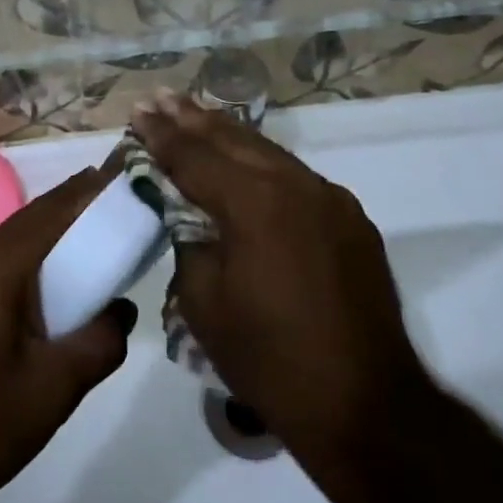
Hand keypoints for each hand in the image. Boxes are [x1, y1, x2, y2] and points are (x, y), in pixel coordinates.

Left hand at [0, 168, 136, 502]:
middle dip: (88, 211)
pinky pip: (10, 265)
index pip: (62, 205)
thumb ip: (99, 343)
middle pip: (44, 216)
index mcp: (1, 259)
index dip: (102, 189)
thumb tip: (120, 310)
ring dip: (66, 241)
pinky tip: (65, 296)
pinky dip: (44, 266)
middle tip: (137, 218)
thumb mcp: (51, 388)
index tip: (140, 180)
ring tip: (111, 254)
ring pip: (26, 241)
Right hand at [132, 94, 441, 473]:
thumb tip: (187, 214)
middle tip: (160, 97)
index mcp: (254, 203)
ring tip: (196, 113)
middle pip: (233, 139)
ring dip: (228, 133)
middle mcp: (295, 185)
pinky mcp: (350, 218)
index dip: (162, 135)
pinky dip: (262, 162)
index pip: (195, 157)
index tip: (138, 112)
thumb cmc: (270, 359)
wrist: (365, 405)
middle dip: (192, 118)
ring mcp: (329, 198)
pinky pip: (296, 177)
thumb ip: (189, 242)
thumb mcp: (204, 303)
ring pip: (268, 152)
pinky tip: (247, 159)